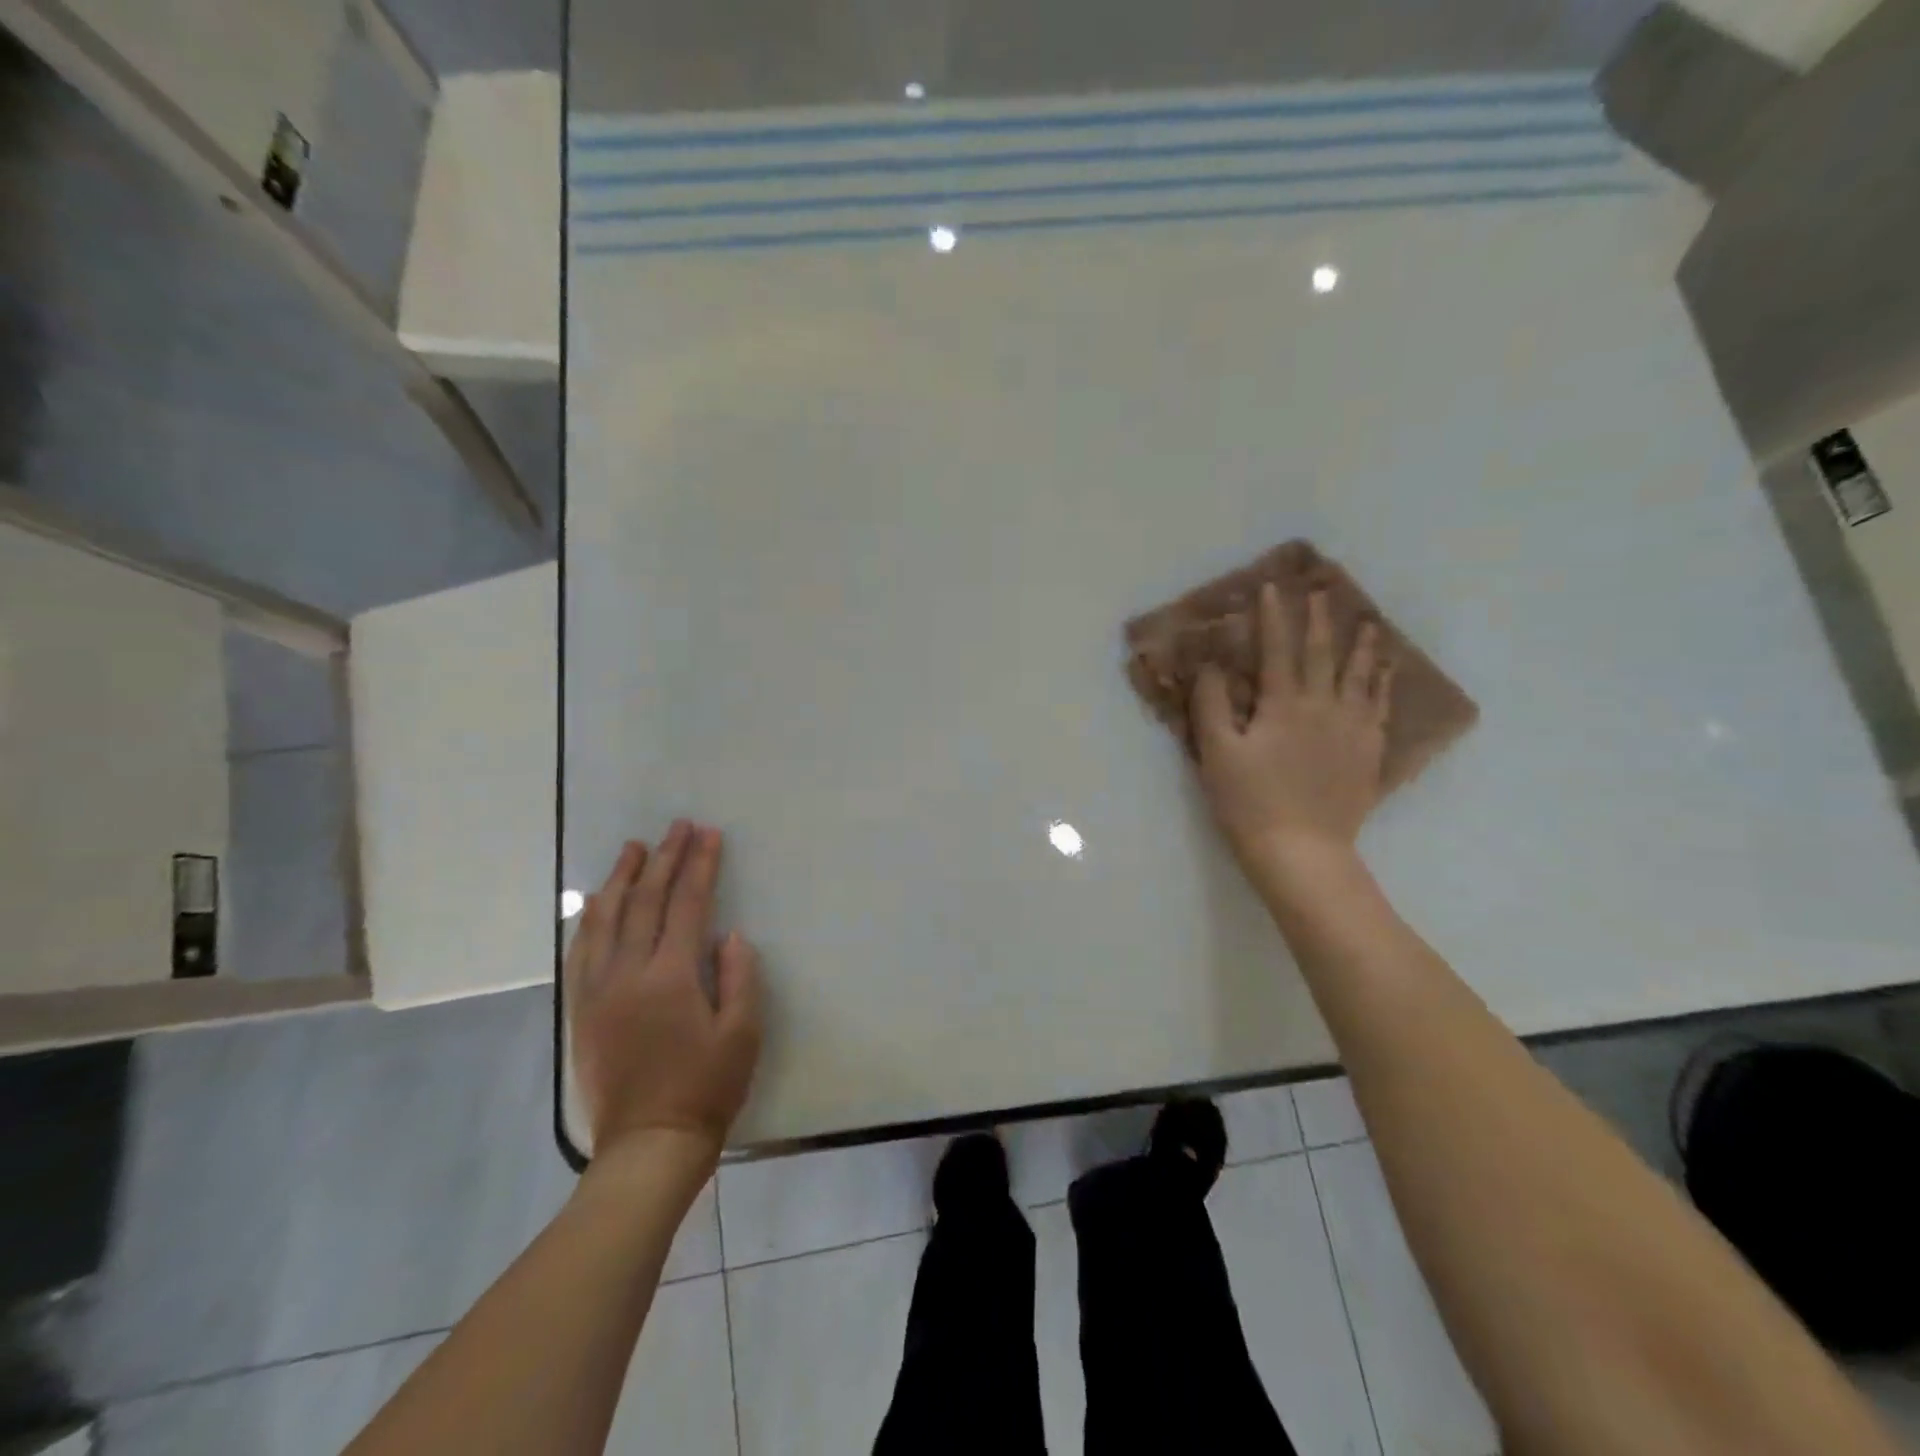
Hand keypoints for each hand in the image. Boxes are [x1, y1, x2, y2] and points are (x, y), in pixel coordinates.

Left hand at [566, 822, 762, 1169]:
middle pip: (644, 902)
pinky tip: (598, 902)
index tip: (708, 834)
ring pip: (604, 920)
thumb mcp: (743, 1033)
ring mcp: (598, 991)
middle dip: (663, 859)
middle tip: (676, 826)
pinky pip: (582, 950)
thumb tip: (730, 935)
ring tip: (633, 848)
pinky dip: (591, 918)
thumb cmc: (706, 1088)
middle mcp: (628, 974)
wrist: (648, 1145)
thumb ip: (739, 977)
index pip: (686, 905)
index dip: (699, 866)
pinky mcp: (582, 1010)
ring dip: (621, 879)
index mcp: (671, 977)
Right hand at [1192, 583, 1393, 876]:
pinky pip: (1380, 709)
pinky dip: (1383, 686)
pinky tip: (1385, 676)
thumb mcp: (1216, 753)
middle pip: (1322, 654)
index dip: (1273, 617)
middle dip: (1319, 620)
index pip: (1277, 650)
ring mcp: (1353, 730)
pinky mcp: (1368, 754)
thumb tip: (1213, 666)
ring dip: (1363, 647)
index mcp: (1283, 705)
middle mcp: (1324, 707)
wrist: (1301, 850)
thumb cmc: (1249, 801)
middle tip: (1323, 591)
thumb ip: (1212, 705)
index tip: (1271, 587)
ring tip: (1369, 626)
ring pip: (1361, 677)